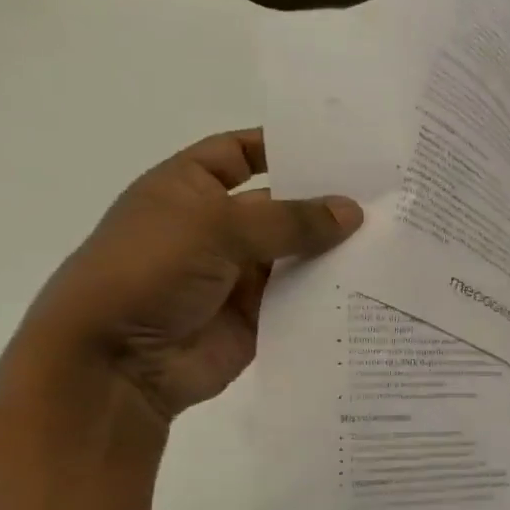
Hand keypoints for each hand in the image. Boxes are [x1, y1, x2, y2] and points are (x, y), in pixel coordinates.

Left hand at [26, 129, 362, 419]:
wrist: (116, 362)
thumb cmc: (151, 270)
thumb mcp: (217, 227)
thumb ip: (289, 219)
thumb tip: (352, 211)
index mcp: (190, 188)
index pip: (240, 154)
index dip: (282, 147)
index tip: (339, 147)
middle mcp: (216, 228)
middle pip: (280, 206)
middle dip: (325, 202)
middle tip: (386, 195)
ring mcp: (237, 275)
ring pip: (296, 254)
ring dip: (335, 249)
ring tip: (393, 236)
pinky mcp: (257, 317)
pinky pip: (301, 298)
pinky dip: (330, 292)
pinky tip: (374, 281)